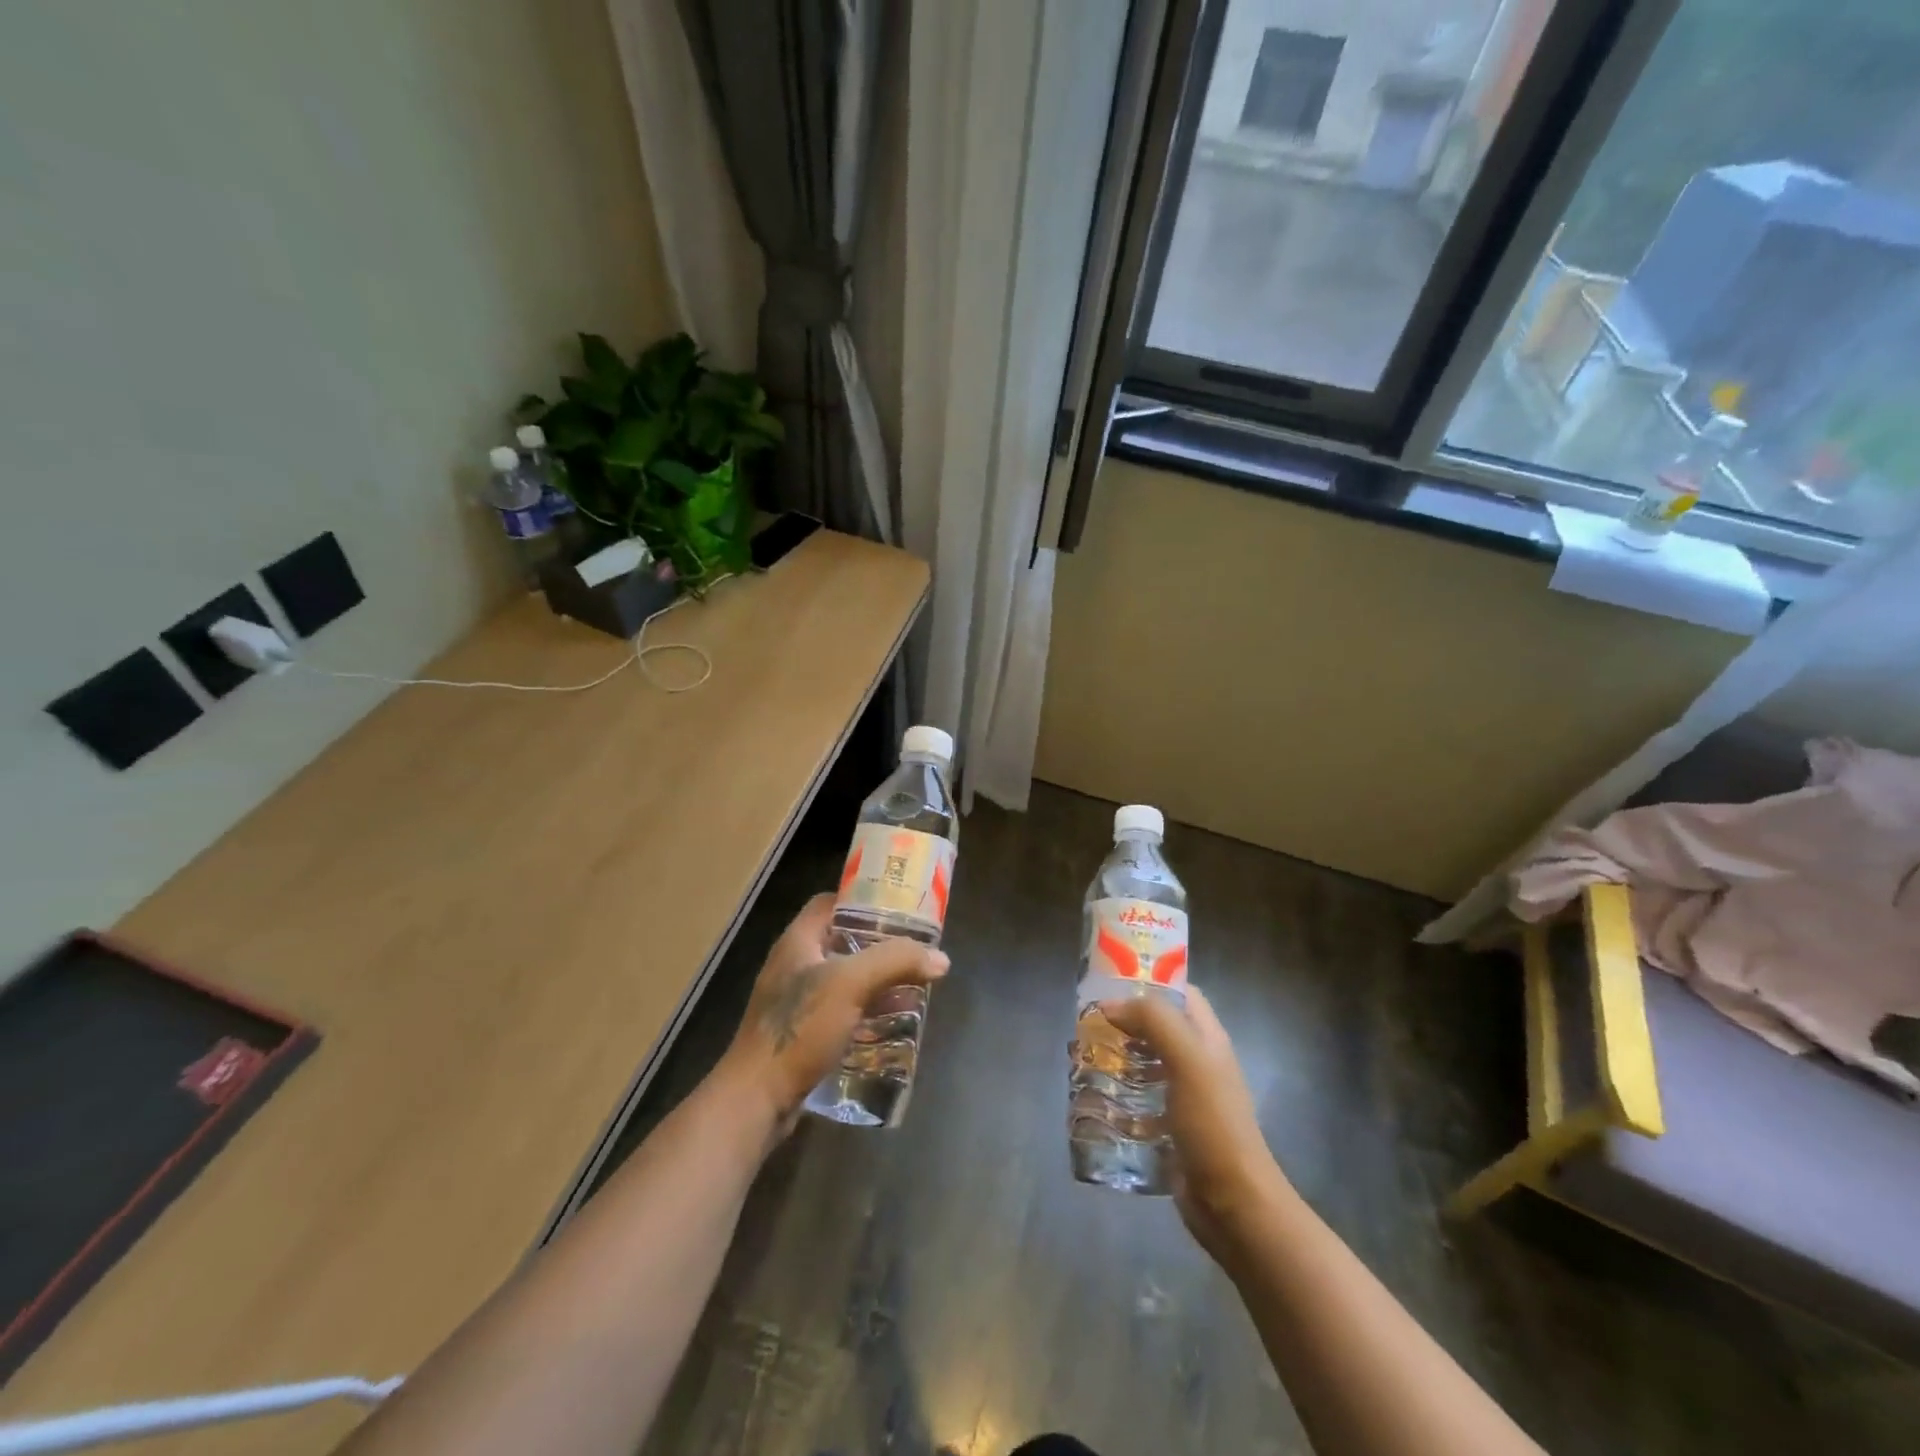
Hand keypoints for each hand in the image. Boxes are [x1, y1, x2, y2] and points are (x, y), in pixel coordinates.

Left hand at [722, 893, 948, 1127]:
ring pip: (843, 978)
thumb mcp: (851, 984)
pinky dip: (864, 1010)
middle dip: (878, 944)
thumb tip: (940, 958)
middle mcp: (794, 964)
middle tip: (914, 950)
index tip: (898, 908)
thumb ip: (896, 962)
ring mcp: (795, 1001)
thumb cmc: (800, 1028)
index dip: (862, 899)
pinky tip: (889, 1023)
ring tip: (911, 986)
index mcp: (798, 941)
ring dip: (875, 980)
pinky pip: (840, 1010)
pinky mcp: (801, 1033)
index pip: (830, 902)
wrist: (757, 1098)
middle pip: (841, 940)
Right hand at [1099, 986, 1286, 1257]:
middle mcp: (1196, 1061)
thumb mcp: (1187, 1060)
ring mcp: (1183, 1096)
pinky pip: (1138, 1100)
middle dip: (1122, 1022)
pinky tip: (1093, 1099)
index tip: (1109, 982)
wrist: (1233, 1204)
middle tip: (1086, 1024)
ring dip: (1115, 1058)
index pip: (1180, 992)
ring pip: (1143, 1062)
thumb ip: (1154, 1021)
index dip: (1149, 981)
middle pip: (1156, 1026)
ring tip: (1082, 1058)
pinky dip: (1116, 1095)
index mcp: (1207, 1038)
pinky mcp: (1169, 1127)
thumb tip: (1110, 1004)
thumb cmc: (1213, 1124)